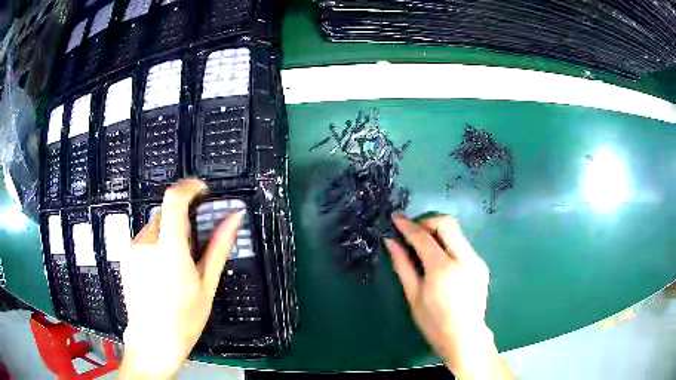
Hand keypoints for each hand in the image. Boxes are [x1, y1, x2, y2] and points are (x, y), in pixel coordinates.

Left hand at [119, 179, 243, 378]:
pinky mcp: (125, 256)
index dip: (189, 188)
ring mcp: (132, 249)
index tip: (203, 192)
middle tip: (193, 248)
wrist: (152, 342)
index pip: (174, 199)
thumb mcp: (206, 285)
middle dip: (182, 222)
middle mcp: (146, 243)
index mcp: (169, 250)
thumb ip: (218, 247)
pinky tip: (160, 273)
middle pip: (166, 214)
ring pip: (155, 227)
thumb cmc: (185, 319)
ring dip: (168, 235)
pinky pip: (144, 240)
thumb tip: (234, 217)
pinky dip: (156, 245)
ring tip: (175, 268)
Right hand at [385, 213, 513, 378]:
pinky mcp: (481, 264)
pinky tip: (440, 259)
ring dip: (438, 231)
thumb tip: (391, 241)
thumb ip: (402, 265)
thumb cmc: (433, 322)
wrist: (464, 337)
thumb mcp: (413, 296)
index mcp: (443, 269)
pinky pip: (463, 244)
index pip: (424, 237)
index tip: (395, 217)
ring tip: (424, 245)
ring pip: (457, 231)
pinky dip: (448, 243)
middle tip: (413, 232)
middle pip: (447, 223)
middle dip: (427, 221)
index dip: (407, 225)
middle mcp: (464, 259)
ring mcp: (476, 260)